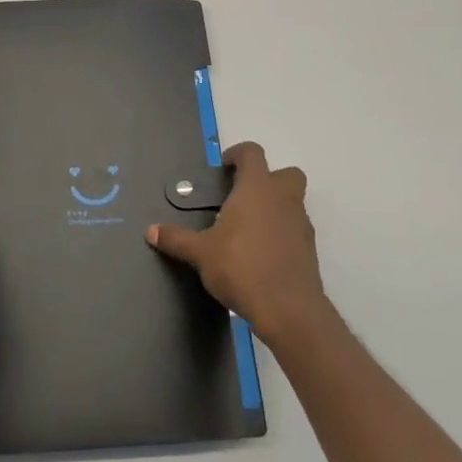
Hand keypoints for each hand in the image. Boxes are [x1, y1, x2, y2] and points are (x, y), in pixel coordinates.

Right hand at [147, 141, 328, 346]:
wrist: (288, 309)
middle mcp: (283, 199)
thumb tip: (151, 231)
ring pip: (293, 202)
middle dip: (268, 179)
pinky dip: (282, 233)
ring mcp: (301, 223)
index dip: (238, 154)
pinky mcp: (309, 249)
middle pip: (285, 173)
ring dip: (275, 207)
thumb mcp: (200, 253)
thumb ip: (177, 238)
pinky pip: (296, 229)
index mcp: (257, 188)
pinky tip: (262, 253)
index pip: (252, 153)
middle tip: (243, 197)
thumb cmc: (241, 267)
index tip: (223, 169)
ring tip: (249, 229)